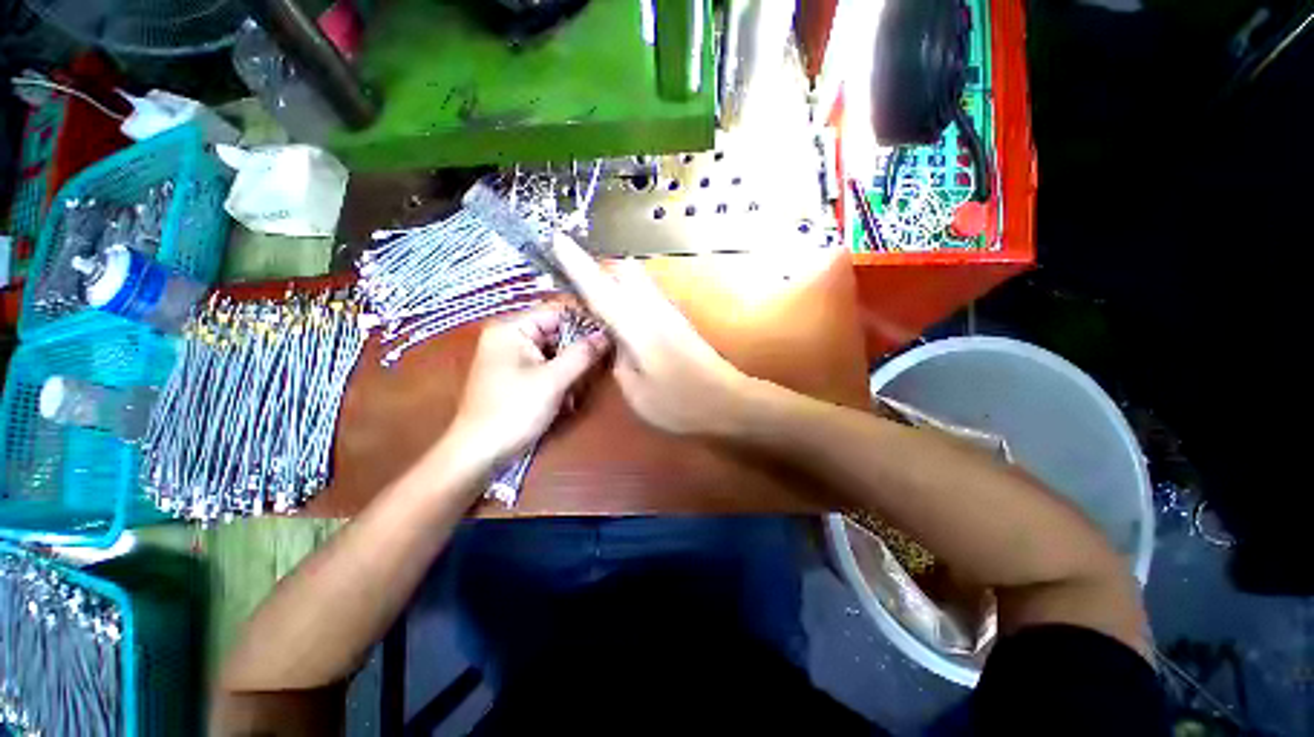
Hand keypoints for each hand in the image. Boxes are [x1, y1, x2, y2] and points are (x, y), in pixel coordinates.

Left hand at [447, 305, 609, 467]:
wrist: (480, 453)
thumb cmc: (514, 411)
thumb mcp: (553, 380)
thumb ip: (582, 354)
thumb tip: (607, 334)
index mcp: (511, 327)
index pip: (557, 310)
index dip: (585, 320)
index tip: (612, 332)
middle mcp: (510, 335)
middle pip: (557, 330)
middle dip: (579, 346)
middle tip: (603, 360)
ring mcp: (512, 355)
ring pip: (555, 349)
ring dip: (572, 364)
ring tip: (584, 381)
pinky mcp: (517, 373)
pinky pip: (547, 364)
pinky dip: (561, 375)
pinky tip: (569, 392)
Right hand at [551, 233, 750, 435]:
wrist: (728, 402)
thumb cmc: (679, 403)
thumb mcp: (635, 390)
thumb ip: (618, 359)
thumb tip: (614, 341)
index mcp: (636, 325)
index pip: (599, 287)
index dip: (576, 264)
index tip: (557, 239)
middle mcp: (653, 309)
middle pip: (624, 270)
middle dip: (599, 271)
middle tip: (580, 292)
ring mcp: (669, 312)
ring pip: (637, 281)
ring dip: (614, 283)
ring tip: (597, 304)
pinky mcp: (678, 321)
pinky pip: (647, 296)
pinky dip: (629, 296)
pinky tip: (624, 319)